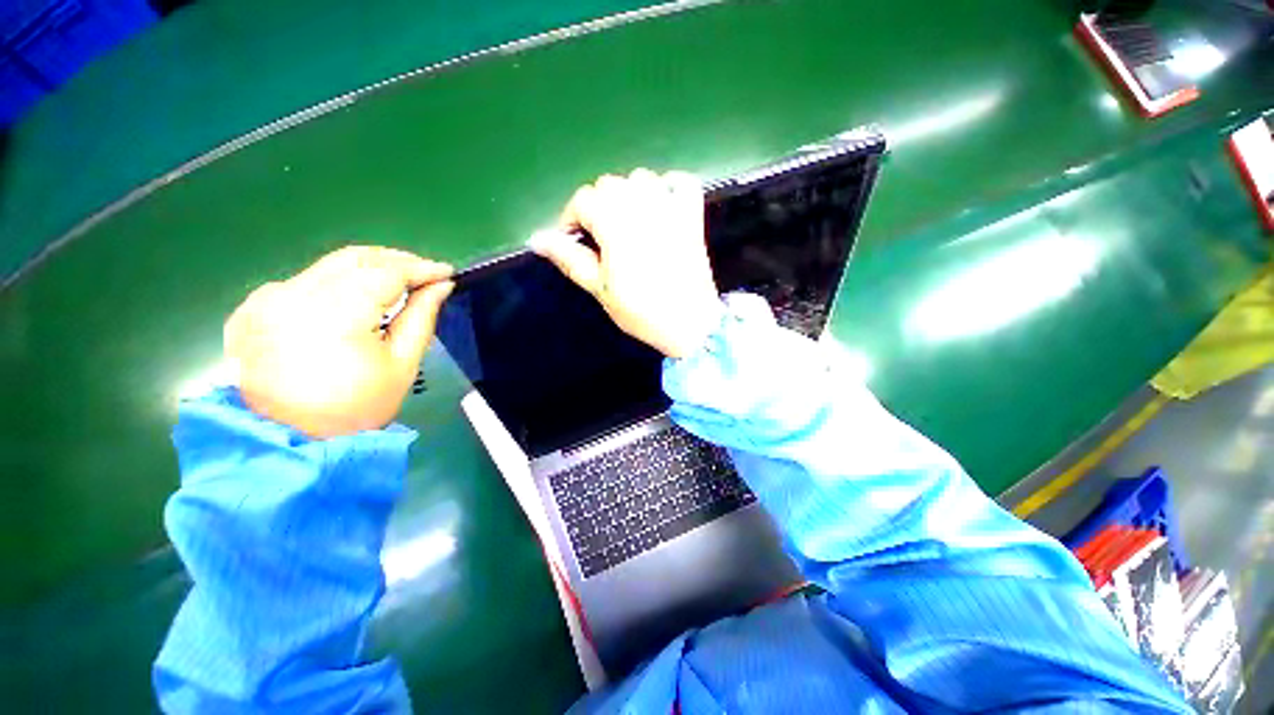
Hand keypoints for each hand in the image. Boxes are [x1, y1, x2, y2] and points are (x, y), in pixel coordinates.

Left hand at [224, 246, 453, 438]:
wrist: (286, 442)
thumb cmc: (355, 407)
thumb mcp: (401, 364)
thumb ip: (421, 318)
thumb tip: (440, 286)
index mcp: (335, 313)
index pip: (386, 272)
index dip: (420, 268)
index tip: (446, 272)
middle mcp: (294, 295)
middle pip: (354, 258)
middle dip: (396, 260)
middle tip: (425, 273)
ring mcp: (266, 300)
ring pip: (327, 266)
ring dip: (367, 269)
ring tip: (397, 283)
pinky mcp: (251, 309)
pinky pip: (302, 282)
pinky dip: (335, 282)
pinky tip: (351, 299)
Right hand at [530, 169, 722, 357]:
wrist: (689, 323)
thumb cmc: (640, 310)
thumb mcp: (599, 287)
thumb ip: (569, 258)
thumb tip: (536, 238)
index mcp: (614, 221)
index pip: (582, 200)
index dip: (572, 219)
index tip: (575, 243)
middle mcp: (641, 204)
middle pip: (609, 185)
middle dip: (598, 208)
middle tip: (602, 240)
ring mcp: (671, 206)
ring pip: (641, 179)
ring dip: (629, 196)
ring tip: (628, 226)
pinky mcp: (692, 215)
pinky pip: (681, 182)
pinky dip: (668, 188)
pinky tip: (661, 206)